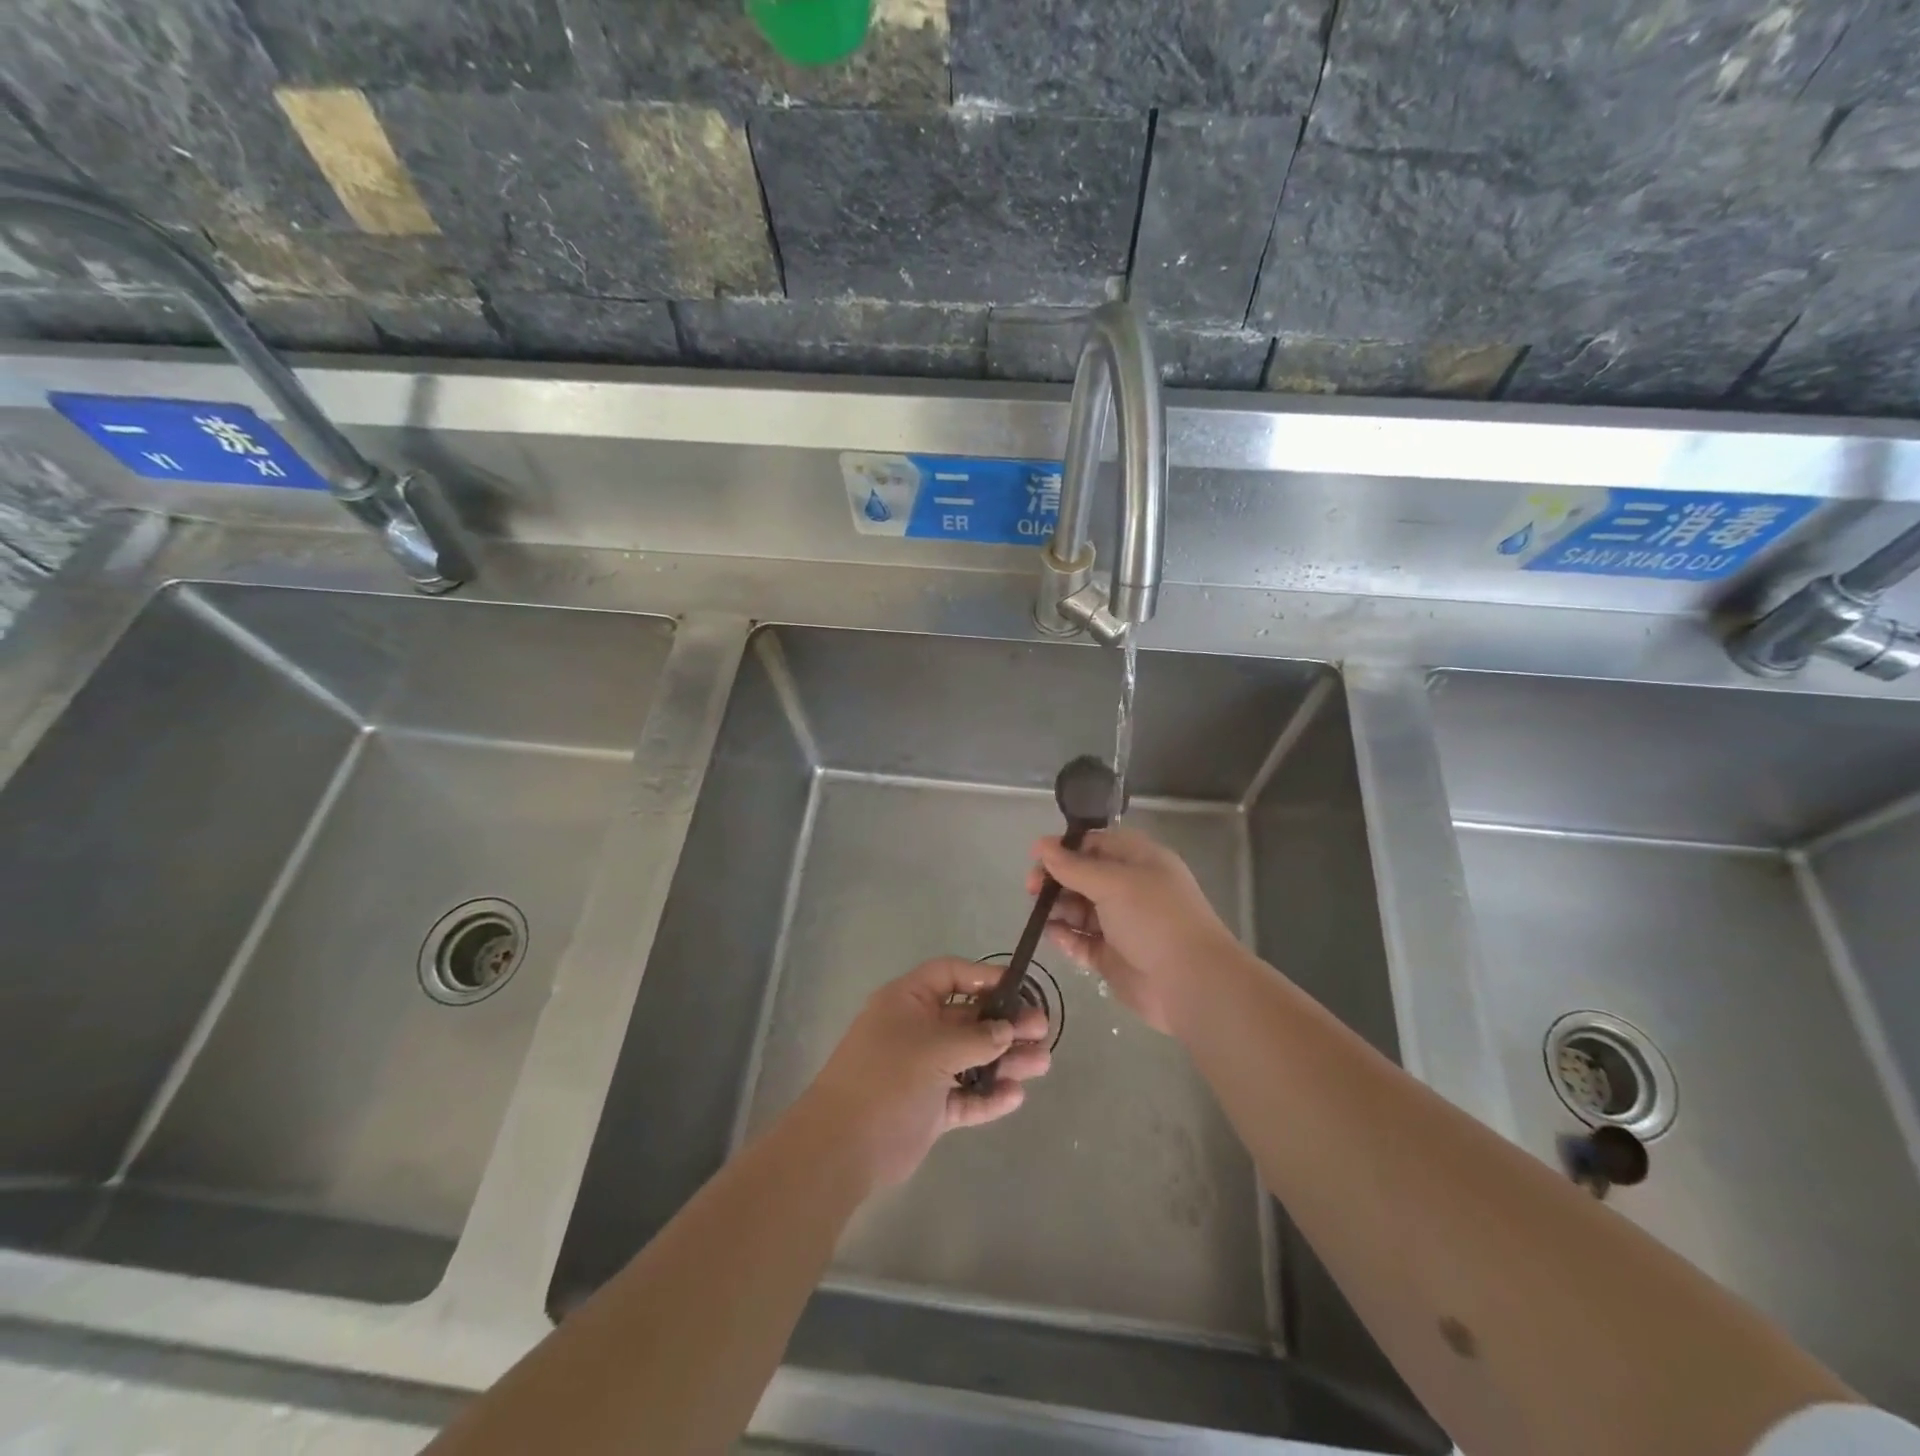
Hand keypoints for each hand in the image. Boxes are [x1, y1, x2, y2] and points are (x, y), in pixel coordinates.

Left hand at [798, 958, 1051, 1189]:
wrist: (843, 1147)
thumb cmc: (888, 1078)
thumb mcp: (935, 1047)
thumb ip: (977, 1037)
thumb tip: (1007, 1029)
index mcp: (907, 1001)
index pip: (949, 974)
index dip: (984, 976)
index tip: (1019, 987)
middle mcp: (916, 1030)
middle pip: (968, 1018)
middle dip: (1005, 1023)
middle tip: (1042, 1029)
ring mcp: (923, 1070)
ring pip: (972, 1058)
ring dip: (1005, 1060)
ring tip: (1042, 1063)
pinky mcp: (929, 1108)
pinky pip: (965, 1096)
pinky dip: (988, 1096)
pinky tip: (1015, 1096)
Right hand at [1028, 828, 1243, 1034]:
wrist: (1190, 982)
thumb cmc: (1154, 919)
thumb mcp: (1113, 882)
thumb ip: (1073, 866)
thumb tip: (1041, 845)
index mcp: (1140, 861)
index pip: (1096, 844)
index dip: (1066, 848)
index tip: (1036, 857)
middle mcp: (1131, 889)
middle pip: (1084, 876)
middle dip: (1057, 880)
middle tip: (1032, 889)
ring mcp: (1122, 924)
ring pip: (1080, 909)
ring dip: (1059, 908)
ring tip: (1041, 914)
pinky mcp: (1112, 956)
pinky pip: (1082, 941)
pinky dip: (1066, 937)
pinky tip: (1053, 935)